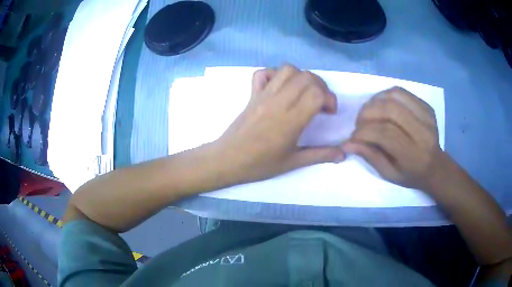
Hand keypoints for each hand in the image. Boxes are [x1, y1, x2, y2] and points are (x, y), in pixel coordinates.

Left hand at [213, 64, 344, 184]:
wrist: (227, 160)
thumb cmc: (260, 164)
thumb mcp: (293, 162)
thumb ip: (320, 155)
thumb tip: (344, 154)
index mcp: (290, 120)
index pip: (316, 93)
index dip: (329, 98)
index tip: (328, 112)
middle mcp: (278, 102)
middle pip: (306, 77)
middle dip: (320, 85)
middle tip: (320, 102)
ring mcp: (263, 95)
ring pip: (287, 69)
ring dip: (301, 77)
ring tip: (303, 93)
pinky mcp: (252, 94)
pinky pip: (263, 73)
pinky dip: (275, 74)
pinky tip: (280, 88)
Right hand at [343, 86, 444, 190]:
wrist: (436, 166)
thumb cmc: (411, 174)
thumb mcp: (389, 174)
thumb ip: (370, 156)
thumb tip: (348, 143)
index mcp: (414, 153)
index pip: (385, 133)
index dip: (364, 132)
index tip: (353, 137)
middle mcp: (422, 131)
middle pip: (390, 110)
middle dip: (367, 113)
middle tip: (359, 122)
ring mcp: (426, 115)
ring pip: (395, 96)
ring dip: (375, 101)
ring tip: (369, 112)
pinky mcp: (426, 106)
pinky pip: (402, 92)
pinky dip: (386, 95)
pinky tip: (381, 105)